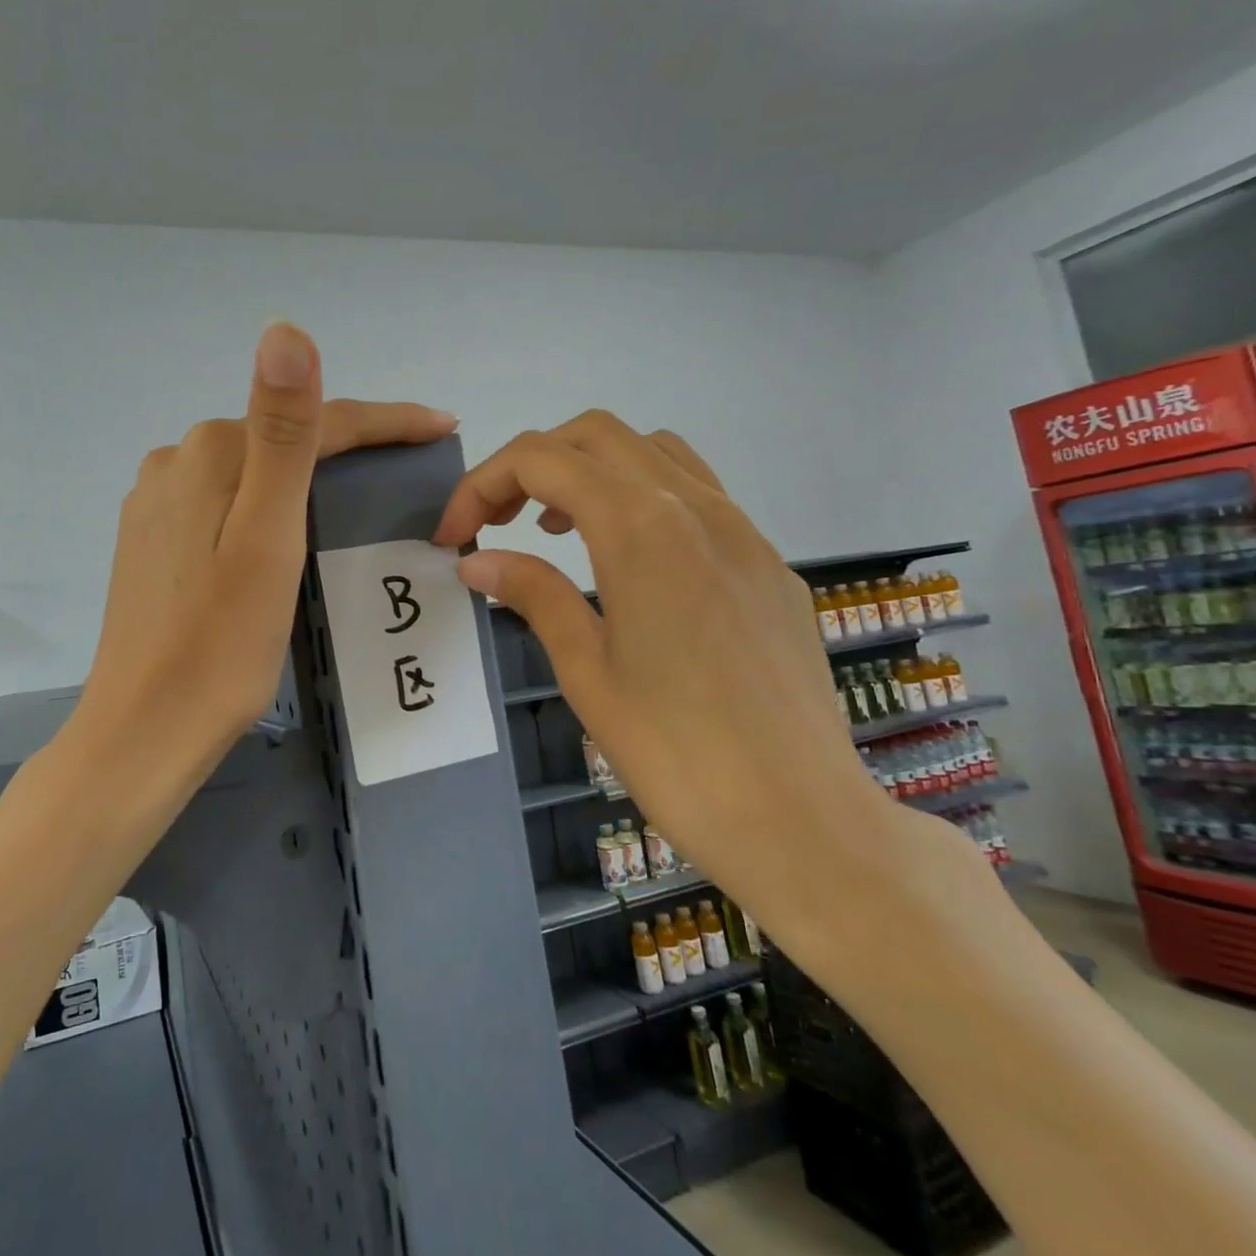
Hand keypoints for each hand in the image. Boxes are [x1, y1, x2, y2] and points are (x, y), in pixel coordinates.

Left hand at [67, 324, 457, 782]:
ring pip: (253, 472)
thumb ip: (282, 435)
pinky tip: (286, 530)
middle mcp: (176, 462)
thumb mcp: (267, 539)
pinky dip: (268, 506)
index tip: (442, 426)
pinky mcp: (153, 539)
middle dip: (349, 446)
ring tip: (360, 495)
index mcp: (210, 454)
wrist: (145, 729)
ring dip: (307, 475)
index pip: (314, 421)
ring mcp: (158, 502)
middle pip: (282, 440)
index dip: (385, 421)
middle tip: (410, 462)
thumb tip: (286, 330)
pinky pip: (226, 503)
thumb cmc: (221, 645)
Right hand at [433, 410, 921, 947]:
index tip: (454, 538)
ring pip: (651, 452)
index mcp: (641, 529)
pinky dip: (640, 497)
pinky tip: (626, 560)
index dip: (482, 486)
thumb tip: (476, 560)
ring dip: (588, 471)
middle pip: (595, 436)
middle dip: (531, 465)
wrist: (801, 819)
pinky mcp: (767, 562)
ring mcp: (742, 530)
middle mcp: (696, 507)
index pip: (541, 460)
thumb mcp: (586, 670)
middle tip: (495, 522)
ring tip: (555, 530)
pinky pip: (696, 492)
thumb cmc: (675, 752)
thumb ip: (533, 594)